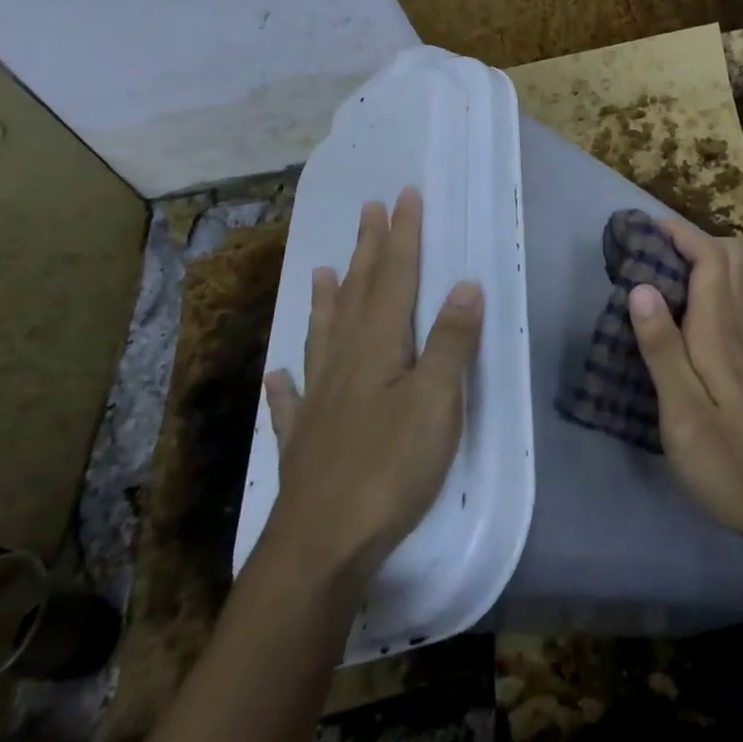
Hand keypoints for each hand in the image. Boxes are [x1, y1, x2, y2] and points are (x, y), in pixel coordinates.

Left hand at [259, 187, 482, 595]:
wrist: (321, 545)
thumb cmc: (389, 469)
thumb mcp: (436, 402)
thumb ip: (451, 342)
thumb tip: (465, 284)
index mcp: (377, 347)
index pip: (394, 278)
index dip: (401, 236)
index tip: (403, 197)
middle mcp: (343, 363)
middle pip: (358, 295)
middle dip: (368, 251)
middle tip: (368, 211)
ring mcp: (318, 402)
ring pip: (322, 336)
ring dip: (326, 302)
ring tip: (323, 272)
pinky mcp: (305, 443)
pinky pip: (292, 402)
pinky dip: (286, 384)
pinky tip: (277, 375)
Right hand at [627, 218, 742, 547]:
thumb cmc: (728, 464)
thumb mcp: (682, 413)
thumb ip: (662, 349)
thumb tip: (641, 287)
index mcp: (718, 333)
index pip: (709, 259)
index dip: (680, 233)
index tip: (643, 224)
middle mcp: (738, 329)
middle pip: (729, 259)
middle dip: (691, 239)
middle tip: (649, 248)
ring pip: (736, 280)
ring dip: (703, 259)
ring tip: (663, 270)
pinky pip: (733, 304)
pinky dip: (710, 287)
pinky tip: (685, 313)